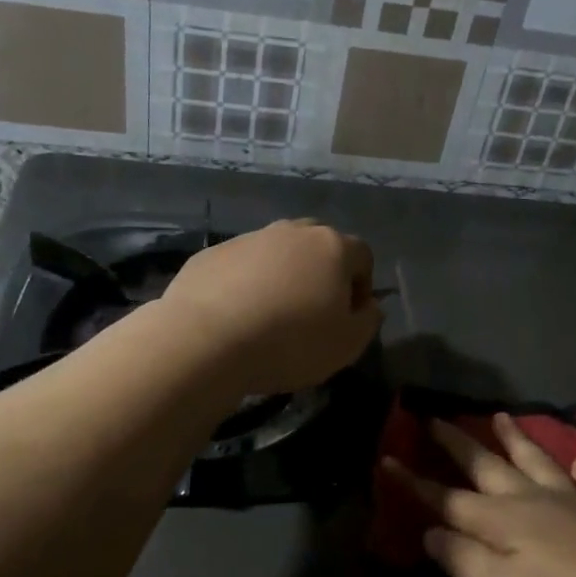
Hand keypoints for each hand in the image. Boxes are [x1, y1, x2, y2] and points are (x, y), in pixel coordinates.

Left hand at [161, 219, 381, 395]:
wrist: (206, 340)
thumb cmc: (291, 342)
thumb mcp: (348, 344)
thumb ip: (368, 320)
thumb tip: (368, 305)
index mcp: (332, 247)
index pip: (363, 256)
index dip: (362, 287)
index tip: (348, 318)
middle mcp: (292, 232)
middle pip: (318, 247)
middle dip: (321, 275)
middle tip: (311, 314)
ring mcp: (249, 239)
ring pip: (277, 255)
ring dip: (282, 279)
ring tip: (270, 319)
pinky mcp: (211, 254)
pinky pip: (241, 267)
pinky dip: (245, 286)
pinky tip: (236, 318)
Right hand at [383, 414, 575, 576]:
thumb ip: (466, 561)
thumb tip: (431, 532)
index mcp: (504, 522)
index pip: (448, 499)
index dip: (416, 483)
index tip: (387, 458)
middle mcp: (536, 503)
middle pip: (489, 468)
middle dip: (458, 444)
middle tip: (435, 417)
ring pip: (539, 464)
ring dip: (517, 441)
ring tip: (502, 416)